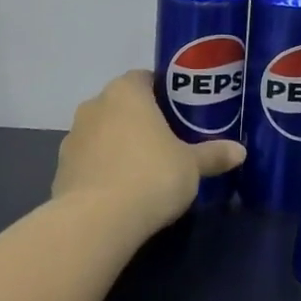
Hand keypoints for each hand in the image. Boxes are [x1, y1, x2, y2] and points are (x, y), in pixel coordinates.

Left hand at [52, 71, 244, 242]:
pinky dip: (102, 170)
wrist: (97, 221)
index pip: (144, 78)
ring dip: (118, 144)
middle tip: (167, 140)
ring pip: (102, 133)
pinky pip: (88, 161)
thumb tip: (240, 151)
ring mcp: (72, 138)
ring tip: (143, 169)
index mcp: (126, 92)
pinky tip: (120, 192)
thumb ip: (213, 155)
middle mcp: (94, 106)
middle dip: (140, 119)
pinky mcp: (61, 169)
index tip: (179, 112)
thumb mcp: (191, 166)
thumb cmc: (151, 176)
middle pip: (121, 105)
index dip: (162, 92)